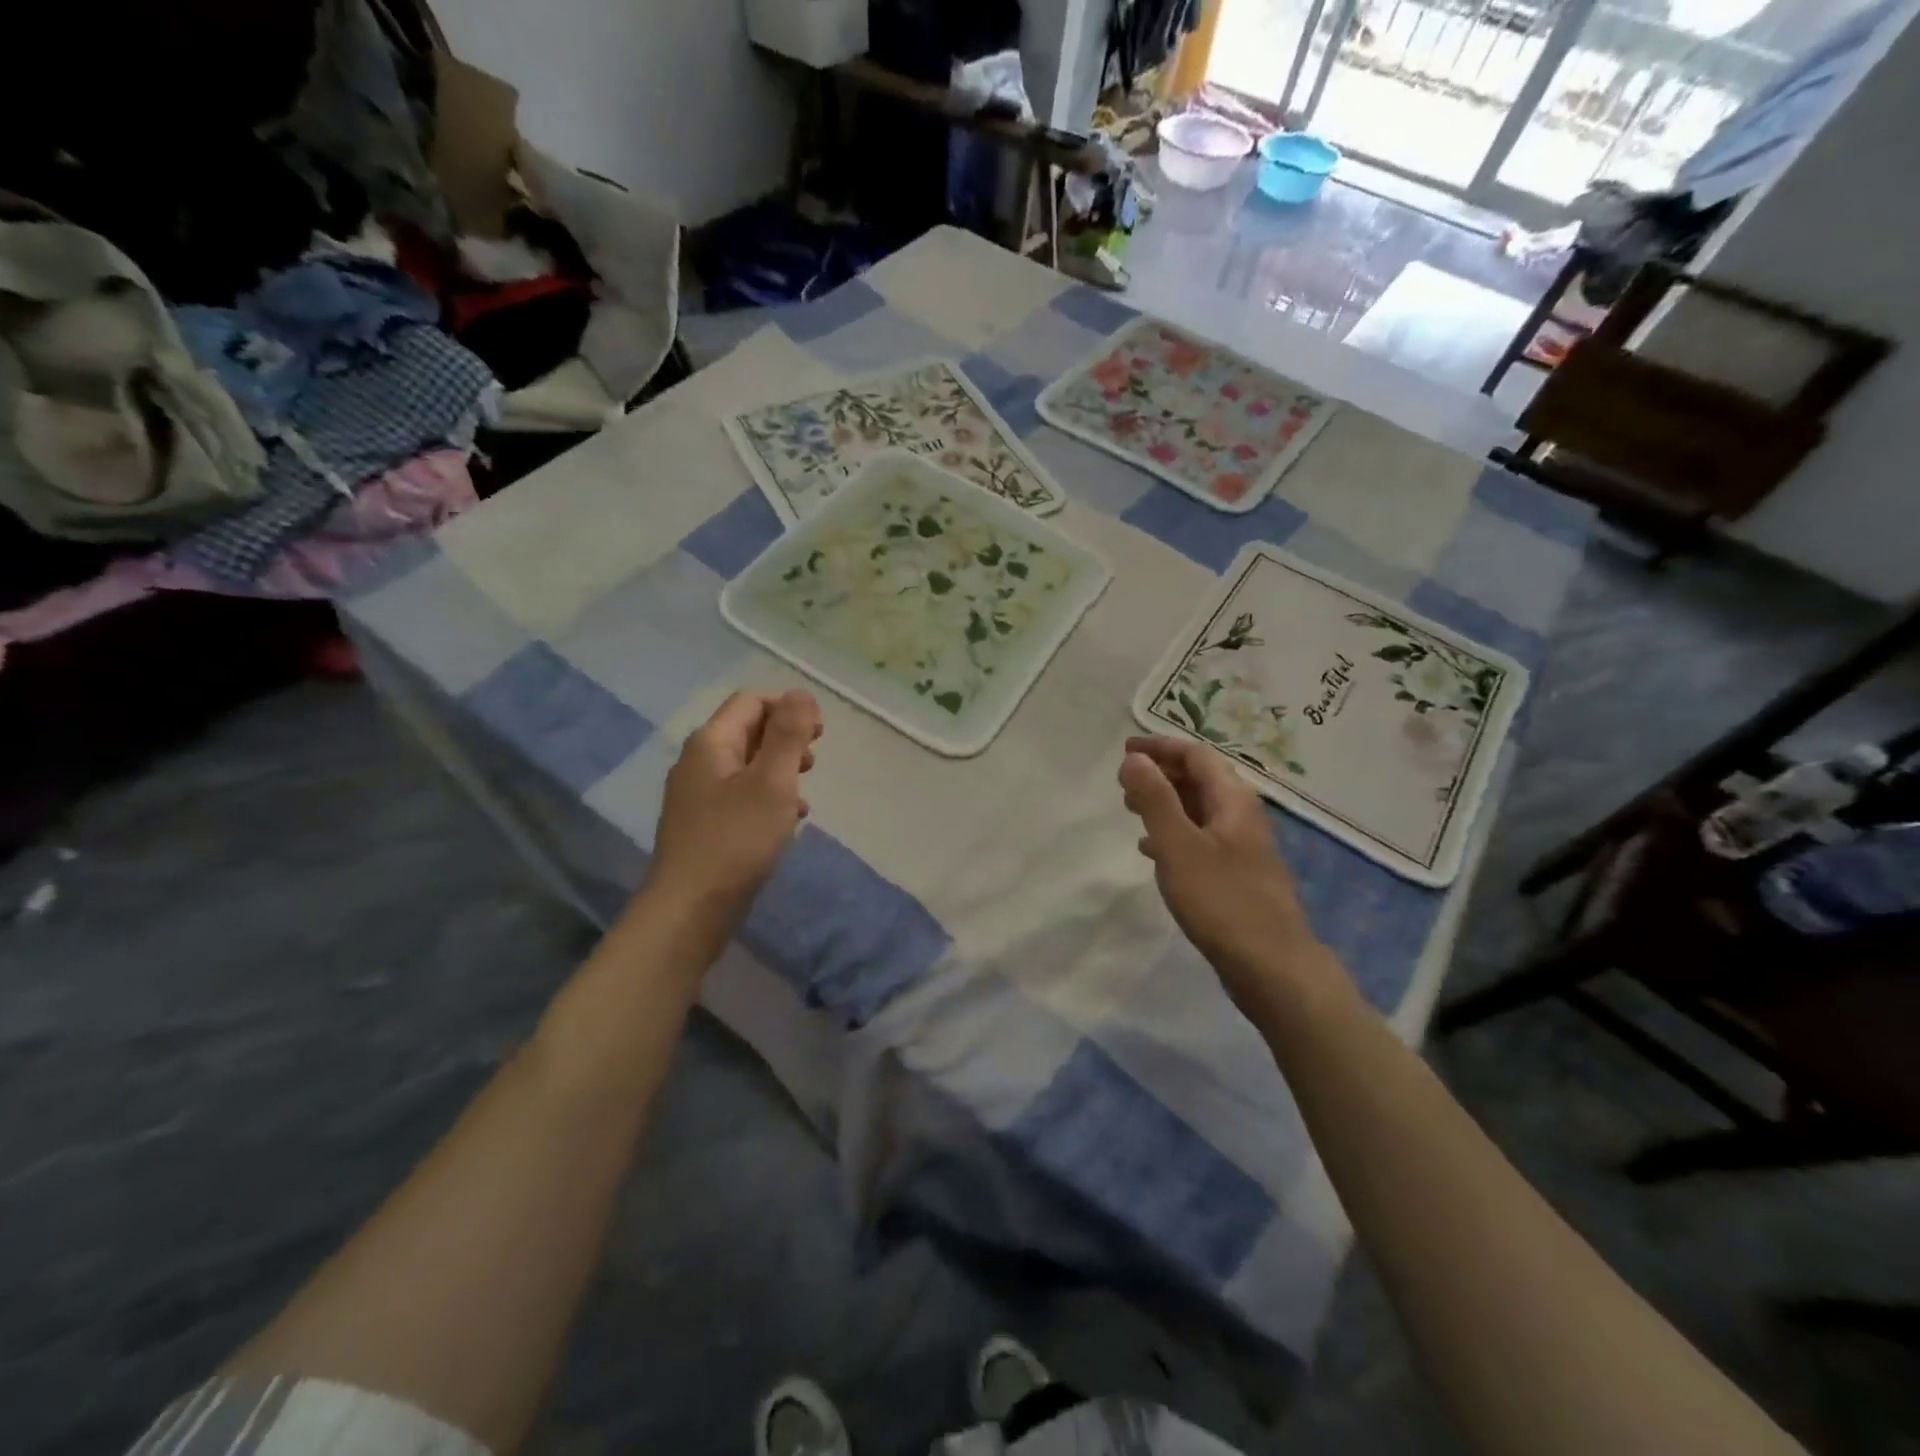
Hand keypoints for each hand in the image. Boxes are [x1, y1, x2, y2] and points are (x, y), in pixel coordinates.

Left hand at [649, 690, 821, 923]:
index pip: (750, 701)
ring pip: (746, 765)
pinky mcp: (704, 824)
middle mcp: (698, 762)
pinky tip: (787, 822)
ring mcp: (697, 795)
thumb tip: (802, 693)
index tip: (819, 733)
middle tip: (814, 761)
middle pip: (747, 731)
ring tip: (804, 794)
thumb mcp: (772, 782)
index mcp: (710, 743)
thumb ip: (788, 735)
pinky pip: (740, 795)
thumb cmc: (736, 840)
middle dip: (785, 739)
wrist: (690, 909)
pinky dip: (767, 798)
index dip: (787, 707)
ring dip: (779, 770)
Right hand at [1119, 736, 1329, 1009]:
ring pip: (1200, 809)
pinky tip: (1152, 851)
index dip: (1160, 748)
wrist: (1272, 966)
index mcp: (1233, 800)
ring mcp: (1243, 847)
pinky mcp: (1237, 875)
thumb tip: (1135, 758)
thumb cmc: (1222, 900)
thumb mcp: (1178, 845)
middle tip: (1123, 784)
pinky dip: (1174, 833)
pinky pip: (1201, 838)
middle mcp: (1242, 815)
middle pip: (1201, 779)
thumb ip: (1155, 799)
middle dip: (1162, 774)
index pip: (1196, 755)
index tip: (1125, 750)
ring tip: (1131, 811)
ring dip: (1166, 803)